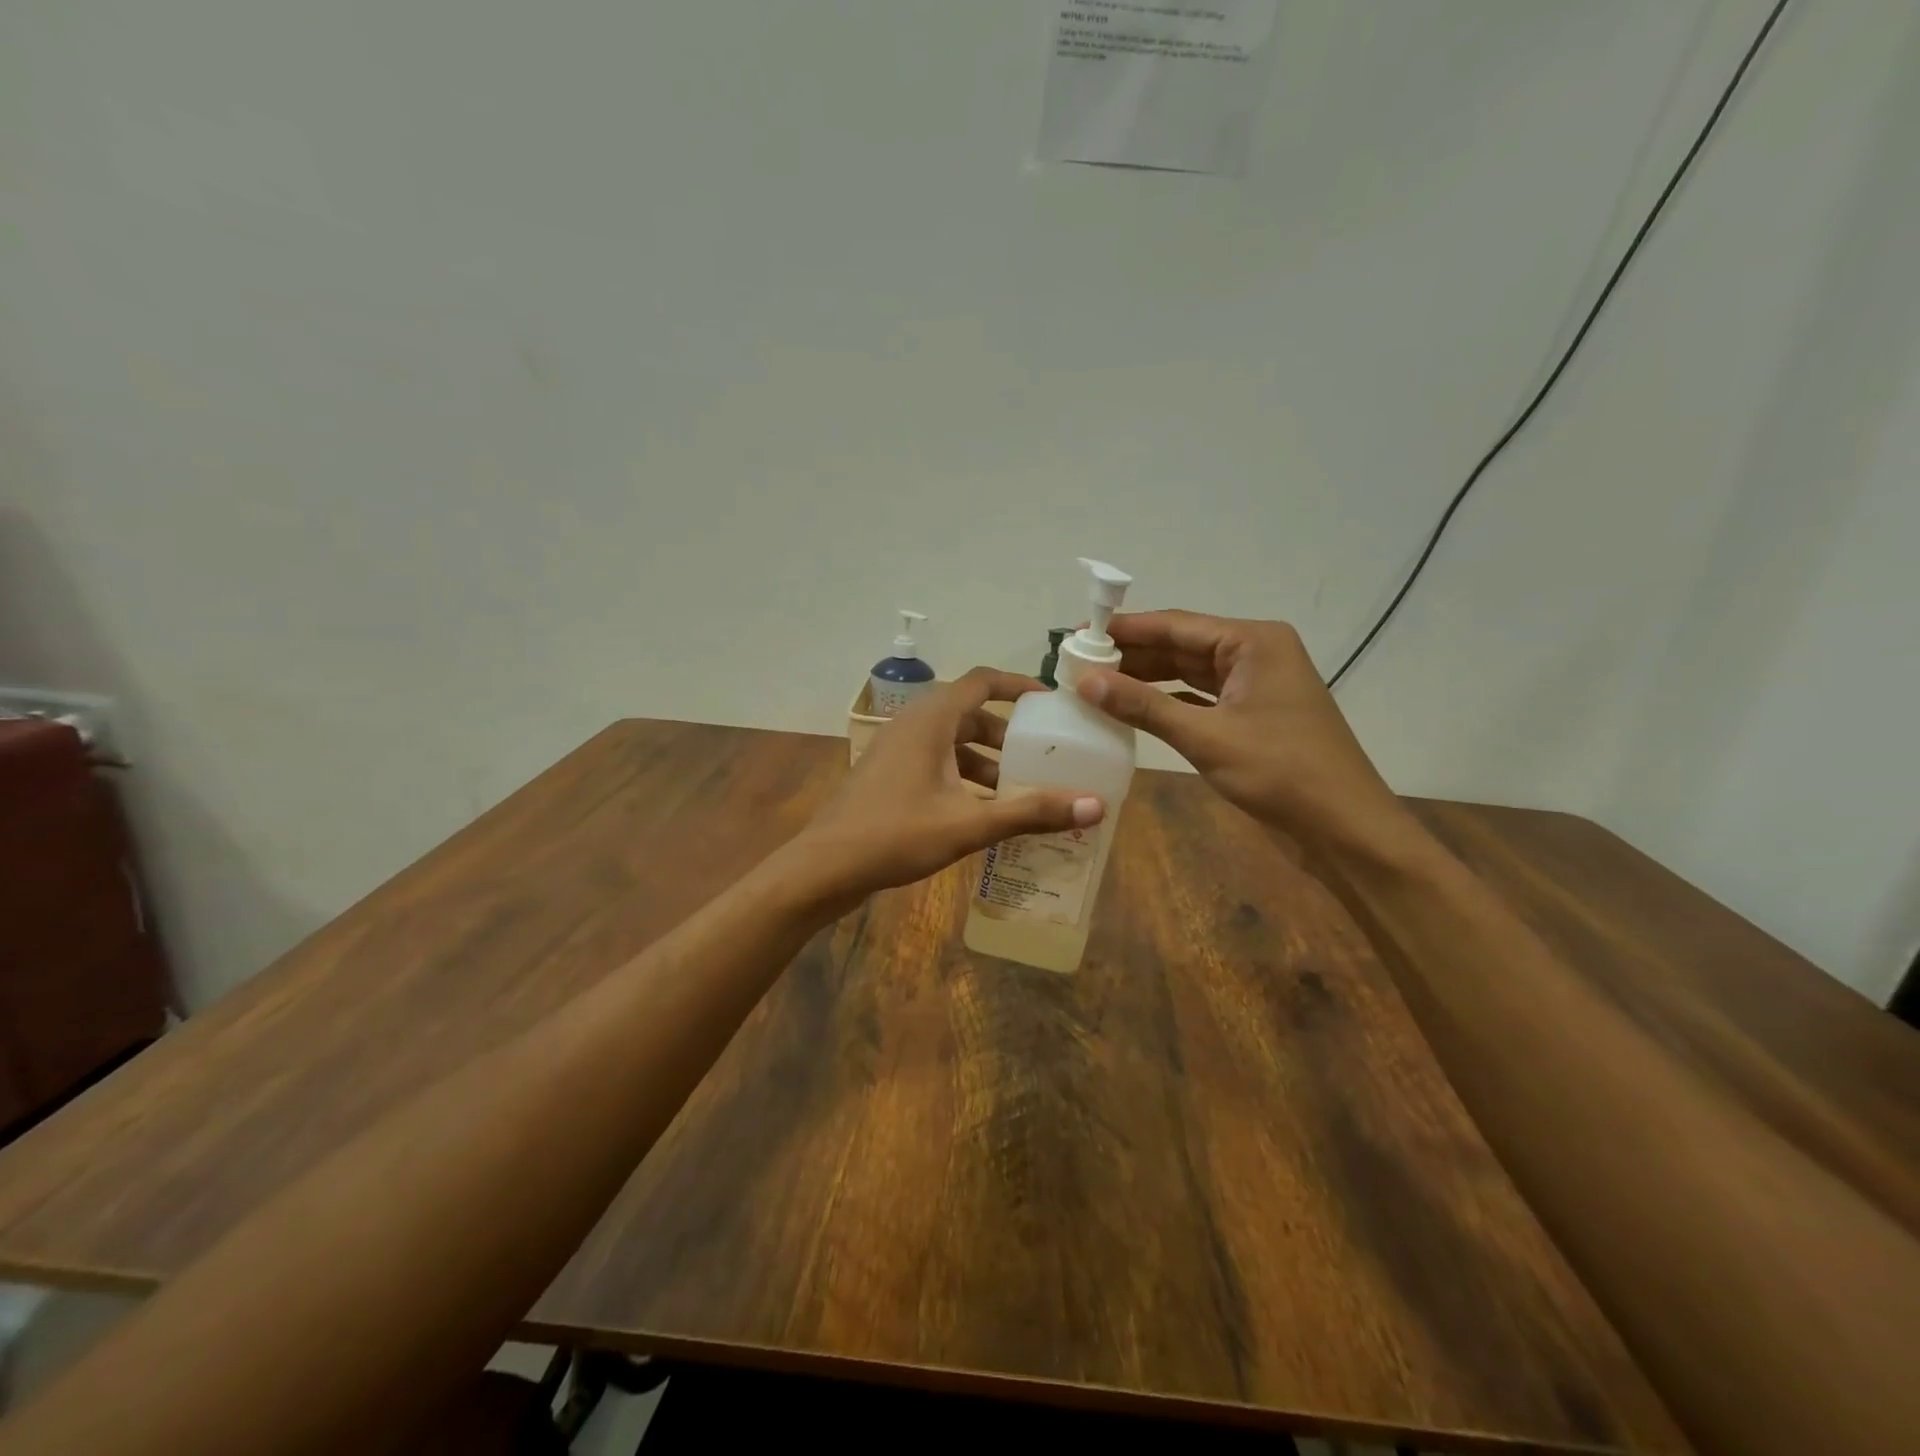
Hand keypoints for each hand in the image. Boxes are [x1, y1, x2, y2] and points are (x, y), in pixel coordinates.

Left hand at [794, 668, 1104, 906]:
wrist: (824, 867)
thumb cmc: (895, 835)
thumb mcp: (969, 824)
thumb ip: (1030, 812)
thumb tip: (1096, 805)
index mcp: (931, 720)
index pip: (981, 681)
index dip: (1018, 685)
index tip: (1050, 702)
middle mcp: (912, 725)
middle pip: (969, 714)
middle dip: (1007, 735)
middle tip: (1042, 756)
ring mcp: (895, 750)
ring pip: (951, 743)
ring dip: (985, 761)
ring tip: (1019, 791)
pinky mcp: (887, 775)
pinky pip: (935, 763)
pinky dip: (962, 777)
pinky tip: (981, 812)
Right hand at [1075, 610, 1412, 854]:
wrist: (1345, 828)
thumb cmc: (1281, 773)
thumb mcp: (1206, 737)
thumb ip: (1144, 706)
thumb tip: (1086, 680)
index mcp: (1253, 641)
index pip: (1176, 625)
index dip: (1124, 630)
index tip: (1078, 634)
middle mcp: (1256, 653)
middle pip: (1182, 645)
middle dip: (1132, 655)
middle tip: (1078, 663)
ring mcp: (1256, 685)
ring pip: (1190, 673)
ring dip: (1147, 679)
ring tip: (1096, 684)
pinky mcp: (1253, 715)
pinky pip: (1201, 698)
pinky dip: (1168, 702)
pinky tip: (1133, 709)